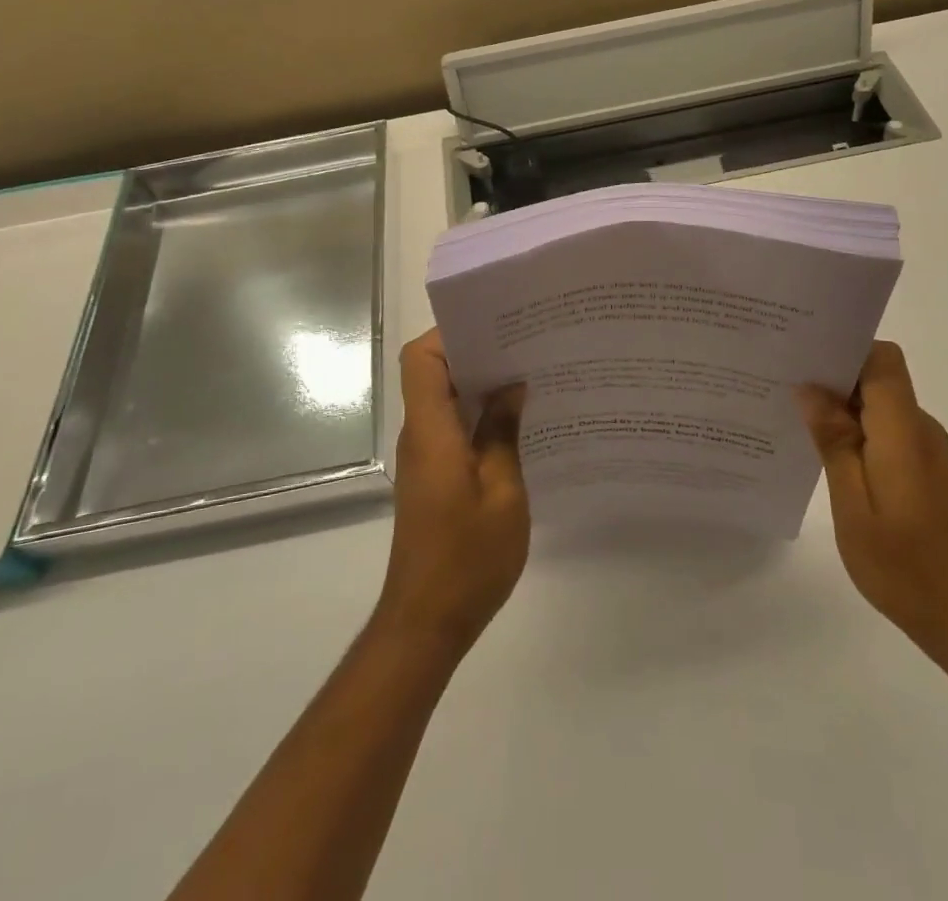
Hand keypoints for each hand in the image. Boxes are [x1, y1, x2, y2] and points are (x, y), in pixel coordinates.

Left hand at [374, 329, 529, 655]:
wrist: (426, 622)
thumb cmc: (467, 558)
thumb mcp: (503, 492)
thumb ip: (504, 434)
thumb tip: (511, 387)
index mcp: (431, 431)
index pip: (420, 360)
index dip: (449, 334)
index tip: (492, 325)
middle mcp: (420, 435)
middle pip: (433, 373)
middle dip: (474, 352)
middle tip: (523, 344)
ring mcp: (424, 457)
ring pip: (444, 400)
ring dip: (479, 384)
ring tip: (528, 374)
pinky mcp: (433, 477)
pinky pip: (451, 427)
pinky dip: (478, 416)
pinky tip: (518, 422)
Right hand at [797, 342, 947, 662]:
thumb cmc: (906, 565)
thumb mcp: (853, 505)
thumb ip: (834, 441)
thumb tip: (810, 388)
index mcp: (903, 430)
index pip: (881, 359)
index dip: (845, 349)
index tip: (801, 355)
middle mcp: (920, 429)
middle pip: (877, 378)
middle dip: (831, 376)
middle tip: (780, 384)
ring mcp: (927, 451)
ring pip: (879, 406)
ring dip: (840, 407)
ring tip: (792, 419)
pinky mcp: (926, 472)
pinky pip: (886, 432)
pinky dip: (855, 433)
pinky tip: (824, 455)